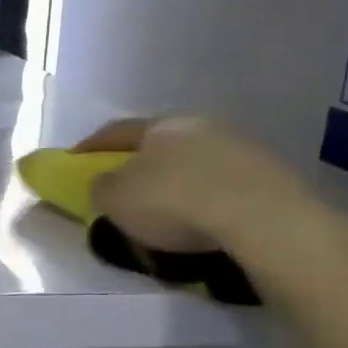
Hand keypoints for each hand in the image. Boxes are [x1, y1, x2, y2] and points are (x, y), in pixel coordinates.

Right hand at [75, 115, 347, 294]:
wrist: (263, 218)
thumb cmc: (176, 202)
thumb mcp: (117, 200)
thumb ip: (101, 188)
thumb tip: (104, 185)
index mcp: (160, 125)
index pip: (116, 132)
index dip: (91, 147)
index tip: (74, 161)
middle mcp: (200, 125)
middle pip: (160, 143)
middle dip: (141, 164)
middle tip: (127, 188)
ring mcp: (241, 147)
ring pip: (197, 162)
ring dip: (180, 182)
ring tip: (171, 213)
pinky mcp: (272, 175)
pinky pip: (227, 185)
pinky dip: (211, 200)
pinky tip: (208, 222)